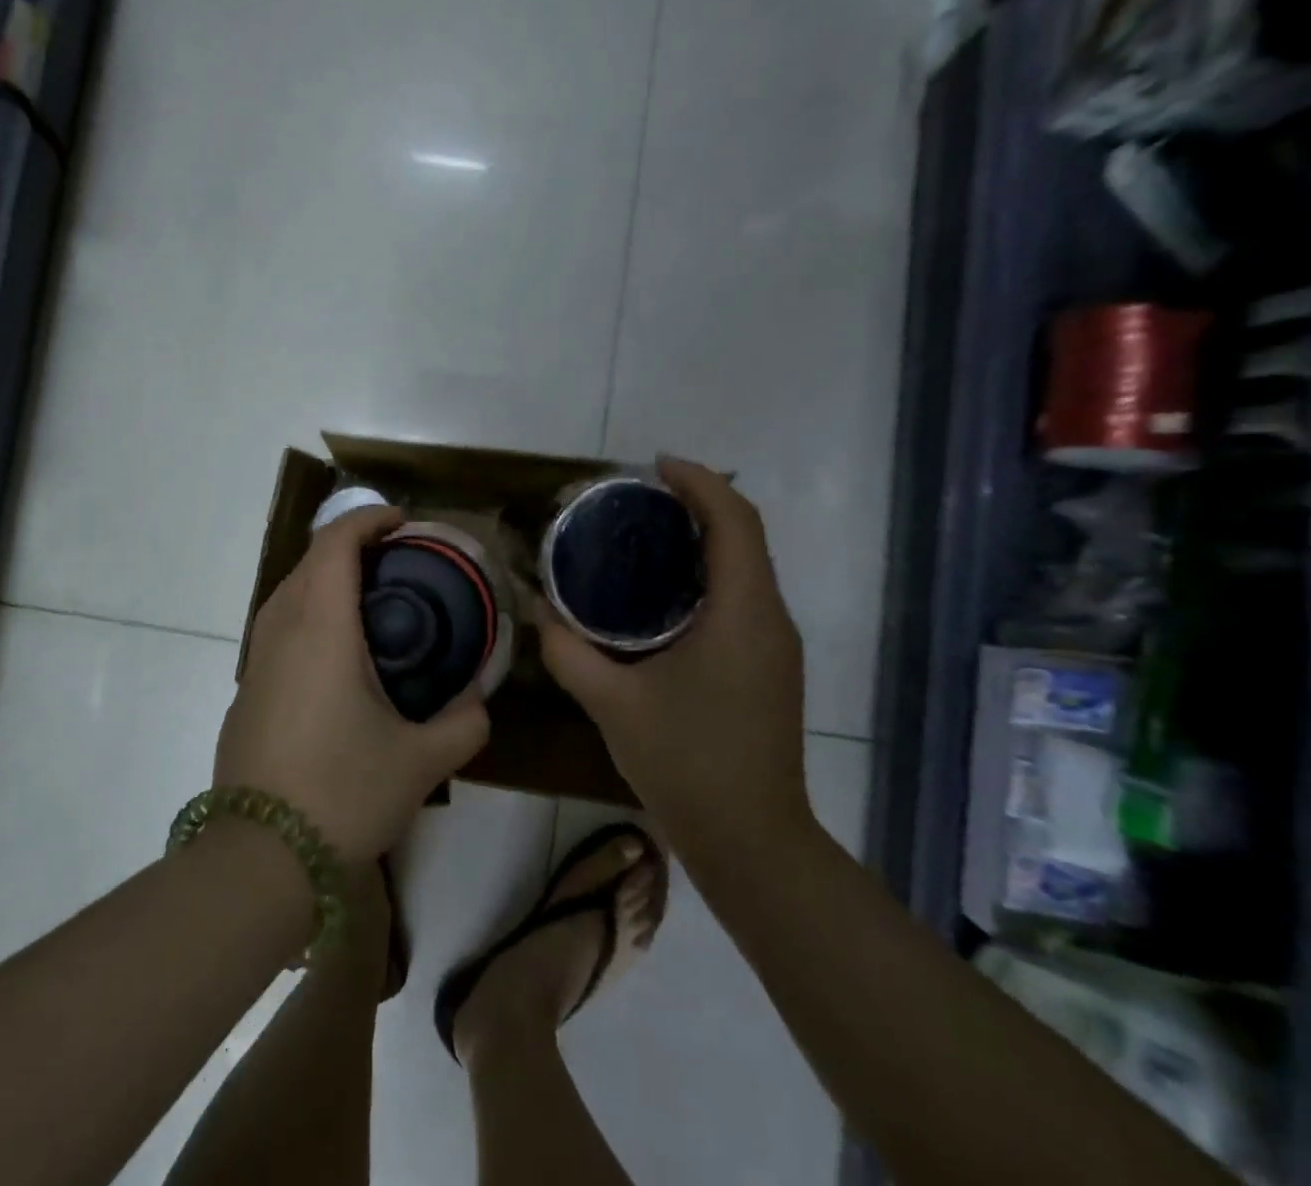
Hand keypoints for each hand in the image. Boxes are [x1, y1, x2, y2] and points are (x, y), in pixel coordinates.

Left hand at [215, 505, 490, 862]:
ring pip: (288, 593)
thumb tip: (479, 702)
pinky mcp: (246, 691)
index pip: (334, 543)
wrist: (259, 859)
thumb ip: (463, 724)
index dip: (367, 519)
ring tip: (373, 602)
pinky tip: (339, 656)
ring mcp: (255, 661)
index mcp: (321, 628)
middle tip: (399, 563)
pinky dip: (310, 615)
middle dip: (351, 546)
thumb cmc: (342, 793)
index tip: (403, 523)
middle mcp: (280, 631)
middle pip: (309, 561)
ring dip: (327, 580)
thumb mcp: (421, 762)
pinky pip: (278, 628)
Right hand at [538, 458, 812, 850]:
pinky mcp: (768, 666)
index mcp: (743, 613)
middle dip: (697, 503)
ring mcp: (774, 645)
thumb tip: (536, 611)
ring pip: (745, 566)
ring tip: (641, 534)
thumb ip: (568, 652)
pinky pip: (741, 596)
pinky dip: (705, 574)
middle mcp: (769, 618)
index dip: (700, 482)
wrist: (752, 843)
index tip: (653, 467)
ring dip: (702, 538)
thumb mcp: (613, 704)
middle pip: (743, 535)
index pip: (734, 521)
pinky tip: (658, 593)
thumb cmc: (687, 764)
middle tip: (636, 498)